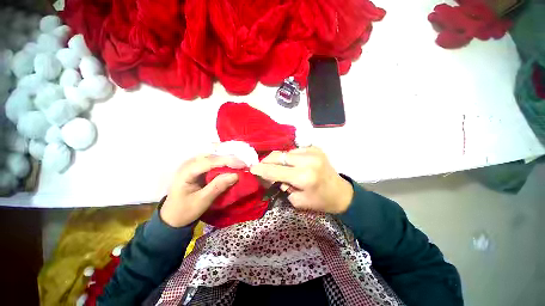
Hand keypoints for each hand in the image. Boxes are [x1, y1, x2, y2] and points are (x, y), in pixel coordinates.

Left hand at [160, 155, 245, 226]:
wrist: (172, 216)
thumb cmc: (185, 211)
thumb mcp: (202, 201)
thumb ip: (218, 187)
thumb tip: (236, 175)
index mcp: (186, 172)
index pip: (209, 161)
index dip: (227, 161)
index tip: (242, 165)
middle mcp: (189, 163)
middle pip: (212, 155)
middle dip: (229, 158)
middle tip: (244, 165)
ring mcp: (193, 164)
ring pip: (213, 155)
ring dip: (227, 159)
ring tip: (240, 164)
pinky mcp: (198, 167)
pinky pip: (213, 160)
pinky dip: (223, 162)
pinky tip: (231, 164)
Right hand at [250, 147, 353, 213]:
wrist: (340, 192)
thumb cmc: (320, 201)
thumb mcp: (298, 201)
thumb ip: (282, 186)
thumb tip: (272, 176)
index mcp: (304, 176)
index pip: (276, 170)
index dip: (261, 169)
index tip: (252, 168)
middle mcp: (308, 160)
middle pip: (279, 156)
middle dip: (268, 161)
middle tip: (262, 166)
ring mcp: (313, 151)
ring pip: (286, 152)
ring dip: (279, 160)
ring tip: (279, 168)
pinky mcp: (315, 148)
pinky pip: (295, 151)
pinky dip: (289, 157)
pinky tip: (291, 164)